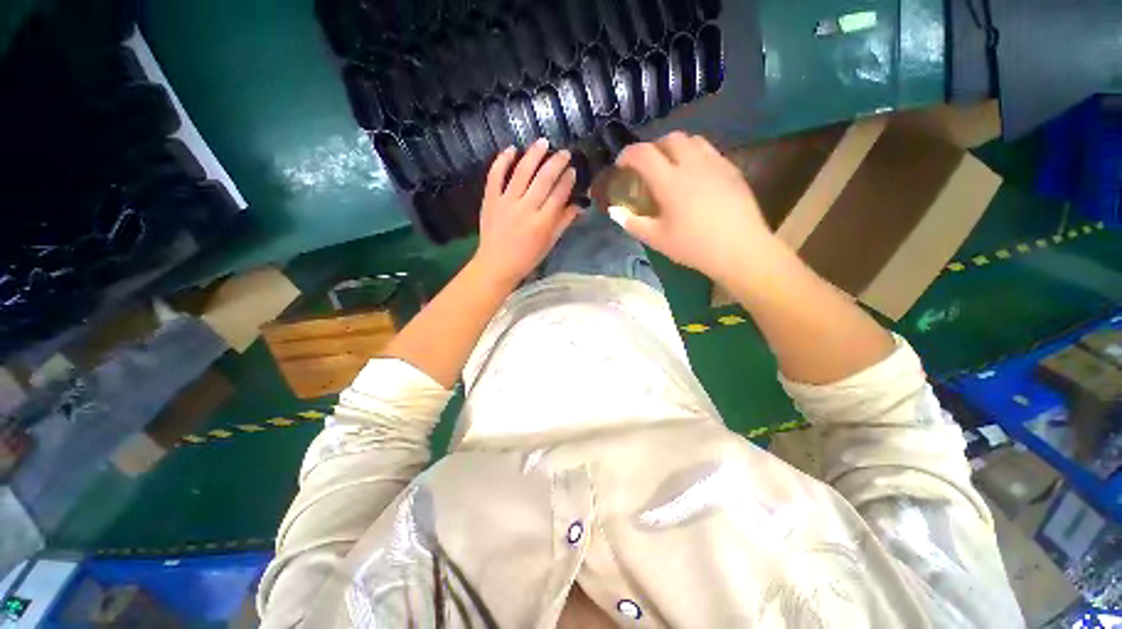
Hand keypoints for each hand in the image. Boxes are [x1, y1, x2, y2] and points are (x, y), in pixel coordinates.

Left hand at [474, 139, 578, 285]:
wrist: (496, 264)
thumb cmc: (527, 258)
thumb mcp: (549, 243)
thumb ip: (563, 222)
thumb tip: (579, 205)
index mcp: (542, 222)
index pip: (558, 194)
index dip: (567, 180)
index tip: (572, 170)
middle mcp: (526, 209)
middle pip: (543, 179)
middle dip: (556, 163)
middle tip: (564, 152)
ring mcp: (506, 202)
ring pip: (521, 172)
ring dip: (533, 155)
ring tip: (543, 142)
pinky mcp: (490, 200)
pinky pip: (495, 176)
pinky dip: (502, 161)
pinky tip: (511, 149)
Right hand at [610, 132, 774, 283]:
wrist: (740, 249)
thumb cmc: (693, 246)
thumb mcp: (656, 239)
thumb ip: (632, 223)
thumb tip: (615, 211)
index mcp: (670, 181)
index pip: (643, 154)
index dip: (627, 155)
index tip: (621, 165)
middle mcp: (692, 164)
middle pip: (669, 139)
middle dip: (653, 147)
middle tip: (647, 166)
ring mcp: (715, 163)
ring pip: (692, 140)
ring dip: (675, 147)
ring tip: (671, 166)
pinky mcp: (731, 169)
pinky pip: (709, 151)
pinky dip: (694, 155)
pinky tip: (695, 176)